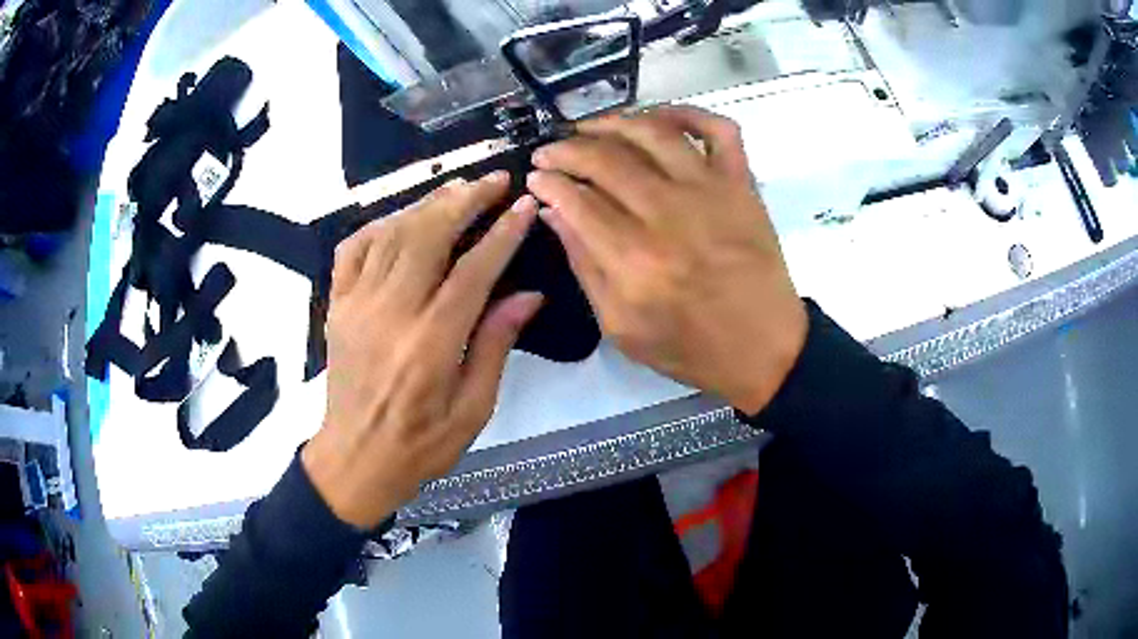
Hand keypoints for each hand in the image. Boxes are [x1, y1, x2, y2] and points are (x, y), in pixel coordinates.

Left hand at [303, 172, 541, 528]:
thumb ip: (496, 345)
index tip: (525, 206)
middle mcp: (389, 314)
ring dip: (428, 204)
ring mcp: (356, 305)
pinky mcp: (337, 306)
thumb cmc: (421, 445)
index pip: (473, 271)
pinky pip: (354, 248)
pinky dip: (380, 224)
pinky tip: (403, 219)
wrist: (355, 460)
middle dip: (465, 200)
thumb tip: (528, 294)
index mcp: (429, 344)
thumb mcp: (473, 410)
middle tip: (495, 180)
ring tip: (459, 189)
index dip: (503, 233)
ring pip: (392, 233)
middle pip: (428, 235)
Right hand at [527, 106, 806, 415]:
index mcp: (634, 260)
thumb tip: (554, 212)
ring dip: (613, 121)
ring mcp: (711, 192)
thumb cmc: (689, 347)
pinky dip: (689, 113)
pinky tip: (659, 118)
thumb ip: (584, 266)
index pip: (576, 200)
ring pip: (653, 132)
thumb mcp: (620, 326)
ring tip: (589, 127)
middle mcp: (669, 215)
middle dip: (567, 149)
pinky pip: (718, 129)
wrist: (763, 348)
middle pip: (606, 159)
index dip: (548, 182)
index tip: (536, 177)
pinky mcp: (742, 184)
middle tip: (551, 151)